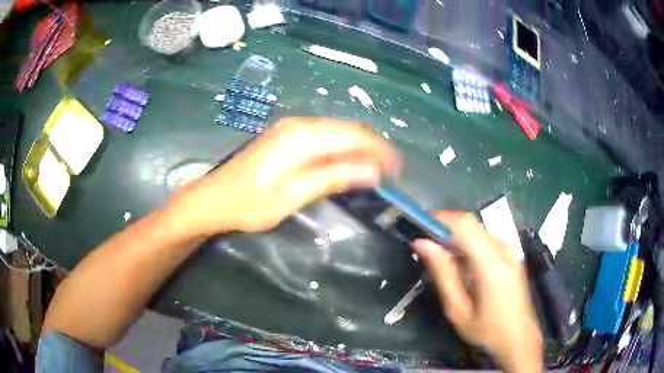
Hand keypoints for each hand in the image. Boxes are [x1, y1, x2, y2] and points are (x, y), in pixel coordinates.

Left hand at [167, 117, 399, 235]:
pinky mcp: (286, 135)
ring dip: (359, 148)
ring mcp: (291, 127)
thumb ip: (331, 179)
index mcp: (301, 138)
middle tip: (389, 174)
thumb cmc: (247, 205)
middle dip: (374, 148)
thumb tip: (372, 172)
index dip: (380, 151)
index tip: (397, 171)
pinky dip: (342, 149)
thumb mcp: (290, 198)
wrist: (212, 198)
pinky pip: (325, 136)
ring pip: (338, 131)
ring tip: (373, 172)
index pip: (354, 136)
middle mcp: (299, 125)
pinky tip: (347, 165)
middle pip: (349, 129)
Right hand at [412, 211, 541, 372]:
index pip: (464, 225)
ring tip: (437, 251)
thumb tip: (422, 244)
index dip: (440, 218)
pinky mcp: (511, 255)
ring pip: (478, 230)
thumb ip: (443, 274)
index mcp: (492, 264)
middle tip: (424, 239)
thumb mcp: (458, 310)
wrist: (519, 337)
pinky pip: (485, 239)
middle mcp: (504, 250)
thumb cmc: (486, 330)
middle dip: (445, 225)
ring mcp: (510, 251)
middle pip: (471, 223)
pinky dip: (467, 242)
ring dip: (456, 234)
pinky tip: (459, 260)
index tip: (418, 222)